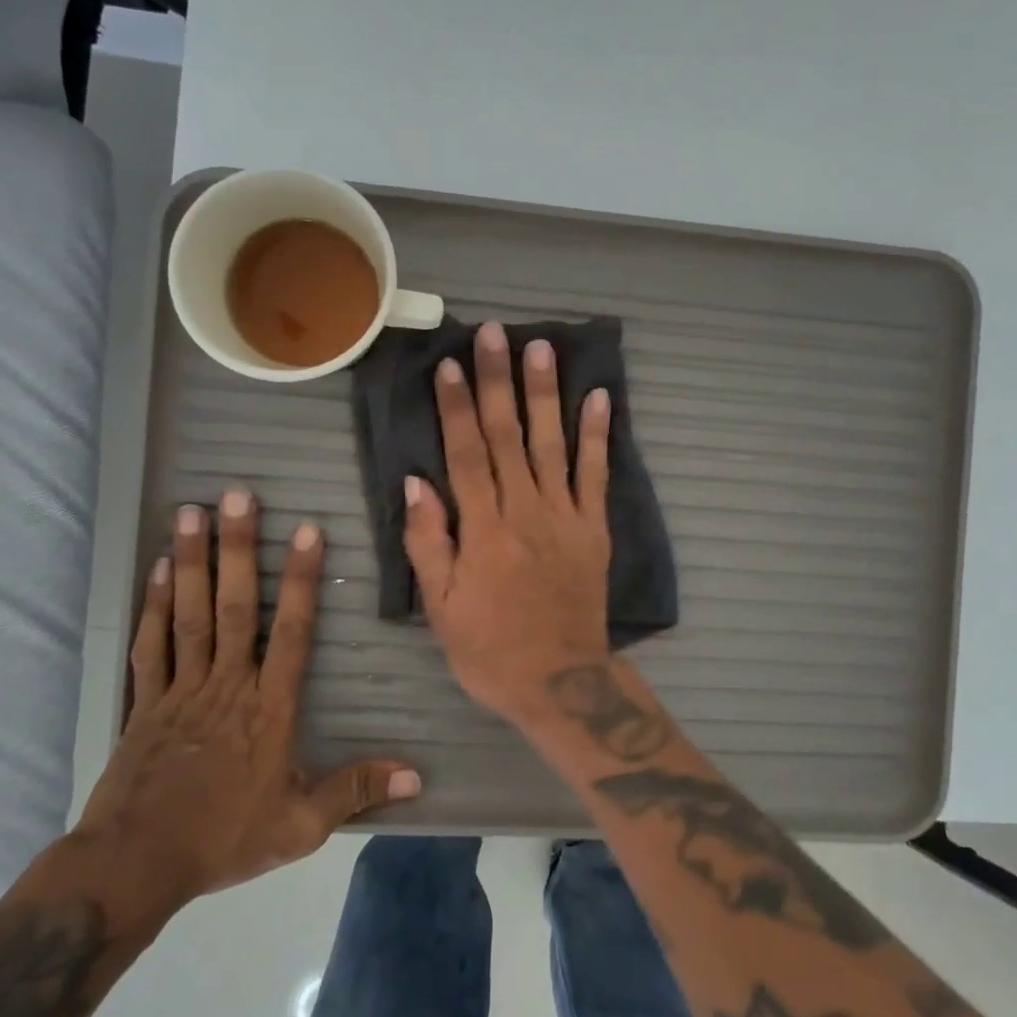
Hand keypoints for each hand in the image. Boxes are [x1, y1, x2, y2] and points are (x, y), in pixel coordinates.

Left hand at [76, 493, 420, 919]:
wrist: (134, 866)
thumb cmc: (224, 838)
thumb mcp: (301, 825)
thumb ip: (356, 789)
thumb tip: (417, 776)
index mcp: (269, 707)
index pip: (291, 631)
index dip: (300, 579)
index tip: (306, 532)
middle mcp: (227, 683)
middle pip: (234, 607)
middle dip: (238, 549)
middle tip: (238, 496)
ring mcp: (181, 687)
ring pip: (189, 613)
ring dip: (192, 561)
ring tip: (192, 511)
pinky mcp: (144, 701)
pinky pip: (151, 644)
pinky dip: (153, 604)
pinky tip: (159, 567)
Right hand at [404, 322, 612, 725]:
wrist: (561, 682)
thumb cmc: (490, 650)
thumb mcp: (442, 608)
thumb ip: (428, 542)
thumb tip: (417, 482)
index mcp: (483, 530)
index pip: (466, 454)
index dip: (457, 407)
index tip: (451, 364)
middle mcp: (525, 511)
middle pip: (508, 436)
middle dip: (498, 381)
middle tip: (494, 334)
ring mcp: (565, 517)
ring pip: (552, 444)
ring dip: (546, 394)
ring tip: (543, 348)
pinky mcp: (595, 528)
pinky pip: (596, 475)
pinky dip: (598, 436)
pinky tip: (600, 398)